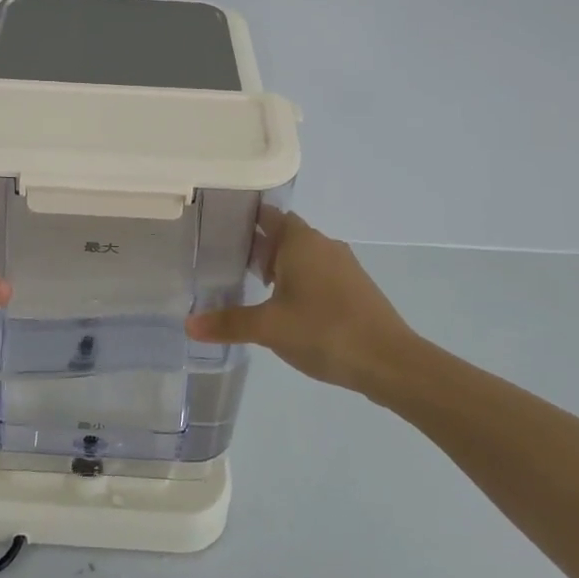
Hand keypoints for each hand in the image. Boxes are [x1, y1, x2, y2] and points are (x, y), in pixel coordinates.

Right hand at [185, 208, 416, 390]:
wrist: (390, 362)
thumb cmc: (324, 331)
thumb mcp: (268, 328)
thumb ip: (228, 323)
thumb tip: (188, 324)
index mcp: (301, 241)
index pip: (268, 215)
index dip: (244, 219)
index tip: (219, 227)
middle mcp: (323, 245)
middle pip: (284, 235)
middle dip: (257, 245)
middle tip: (224, 259)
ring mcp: (343, 266)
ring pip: (303, 256)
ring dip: (279, 266)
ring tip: (250, 285)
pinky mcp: (355, 288)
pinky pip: (318, 274)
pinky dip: (298, 281)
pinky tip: (285, 307)